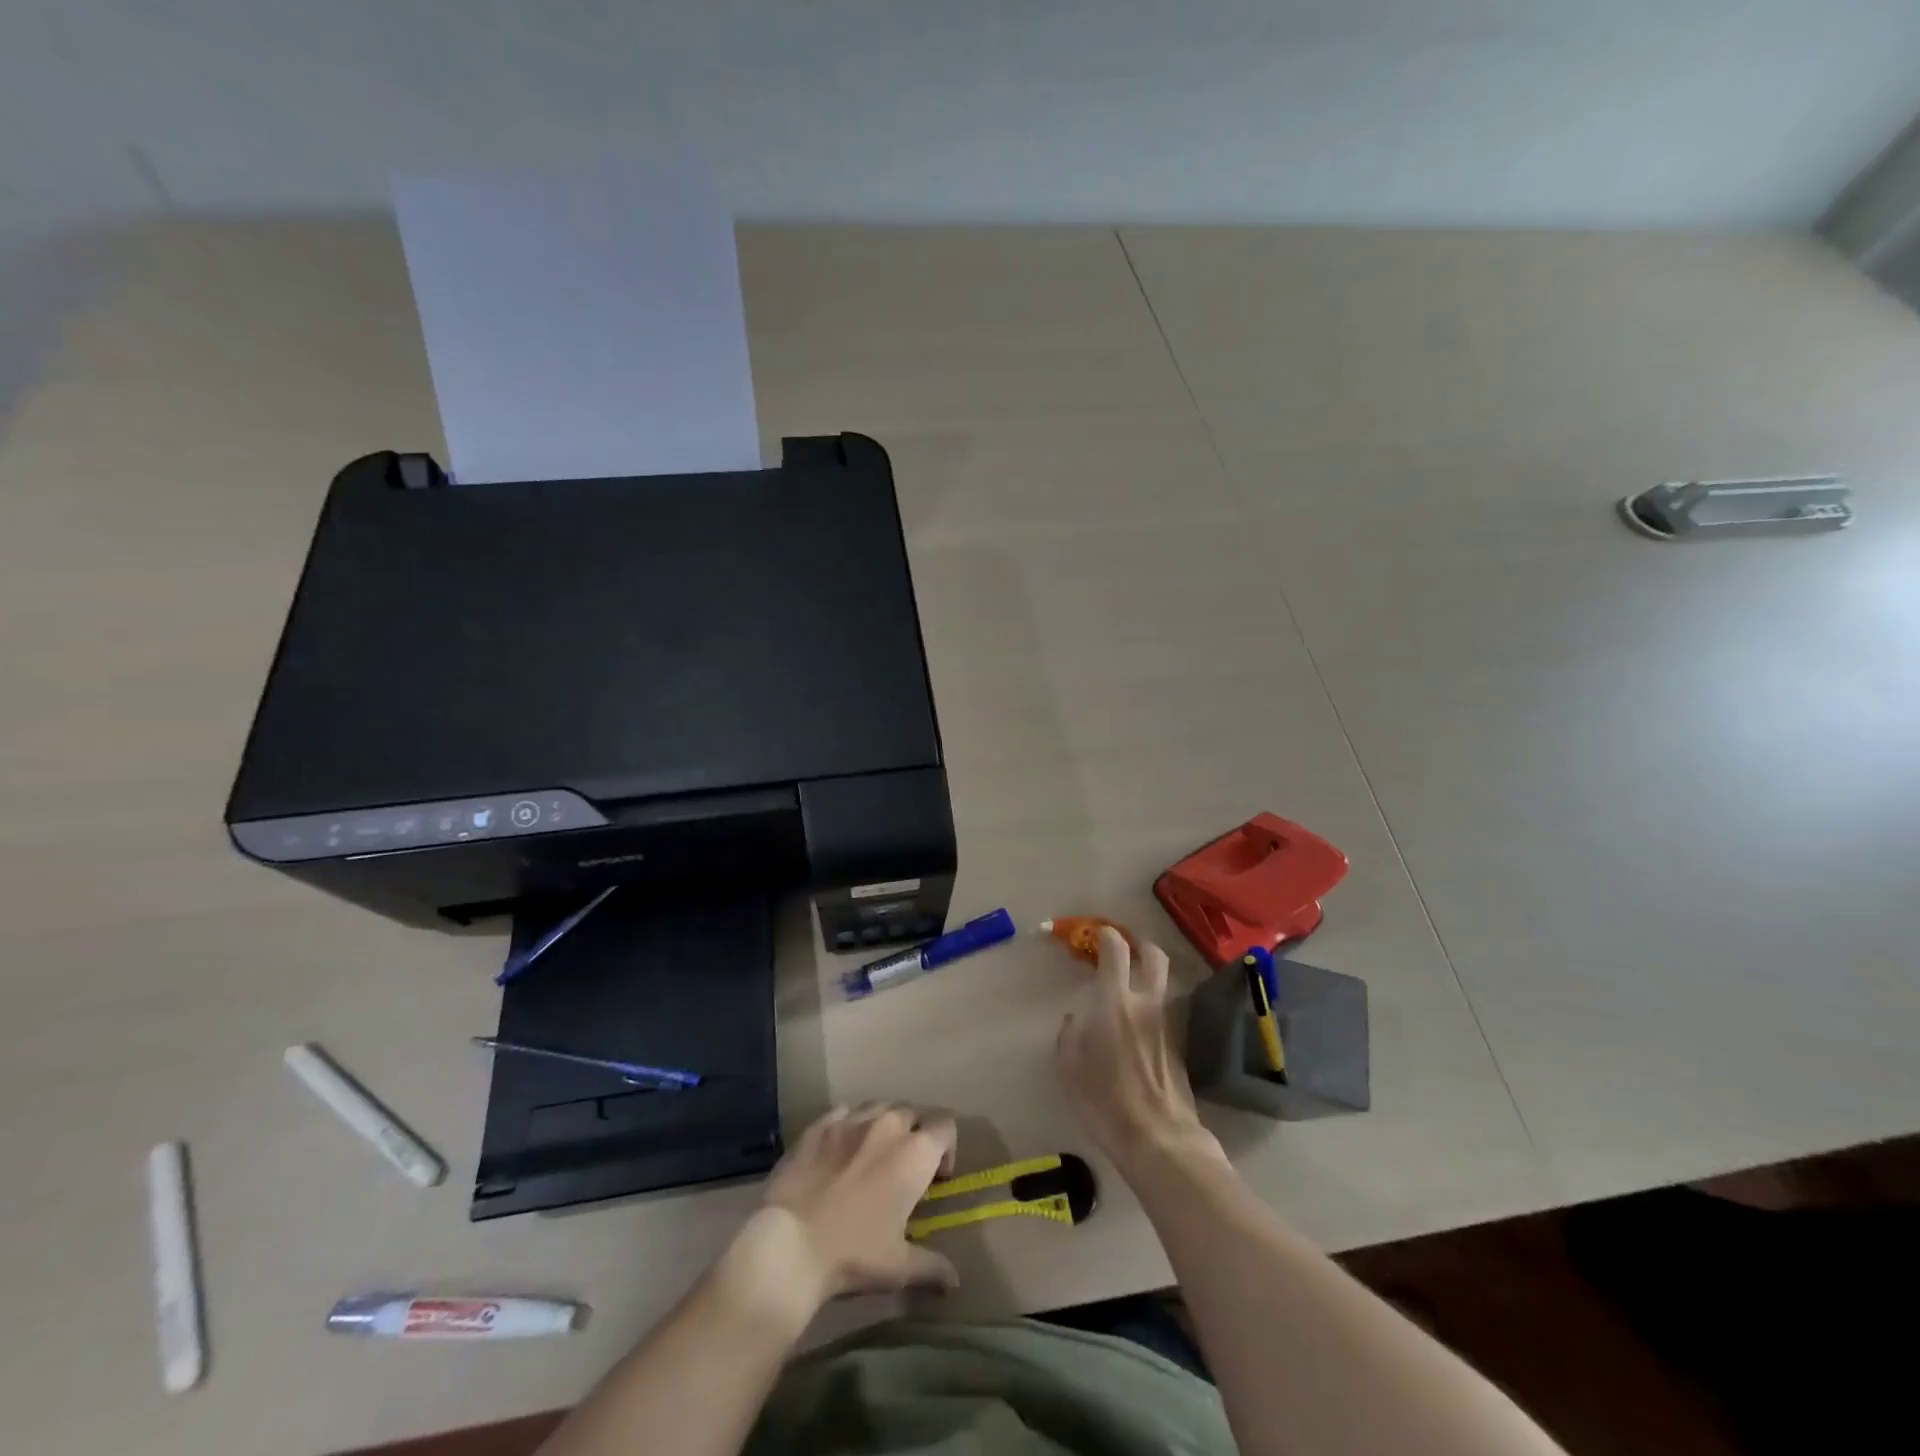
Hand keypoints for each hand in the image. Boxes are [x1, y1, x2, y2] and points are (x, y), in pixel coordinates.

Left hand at [739, 1104, 959, 1315]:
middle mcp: (887, 1124)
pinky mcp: (819, 1125)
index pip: (946, 1127)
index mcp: (915, 1153)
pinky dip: (850, 1125)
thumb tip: (955, 1280)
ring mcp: (851, 1120)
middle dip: (915, 1135)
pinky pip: (844, 1112)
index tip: (937, 1178)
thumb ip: (932, 1267)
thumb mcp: (898, 1268)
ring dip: (884, 1125)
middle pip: (913, 1113)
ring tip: (874, 1155)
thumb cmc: (853, 1253)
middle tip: (905, 1169)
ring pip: (879, 1107)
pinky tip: (841, 1150)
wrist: (789, 1245)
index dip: (947, 1149)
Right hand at [1056, 927, 1224, 1171]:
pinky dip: (1152, 1007)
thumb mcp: (1069, 1066)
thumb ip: (1070, 1034)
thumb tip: (1076, 1019)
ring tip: (1129, 989)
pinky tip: (1137, 1027)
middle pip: (1154, 956)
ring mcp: (1167, 1024)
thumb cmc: (1103, 1099)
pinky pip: (1164, 1011)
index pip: (1116, 950)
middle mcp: (1146, 1003)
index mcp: (1115, 1002)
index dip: (1106, 935)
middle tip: (1126, 949)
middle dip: (1140, 945)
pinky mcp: (1179, 1045)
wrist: (1157, 1138)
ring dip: (1149, 976)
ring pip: (1163, 984)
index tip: (1098, 935)